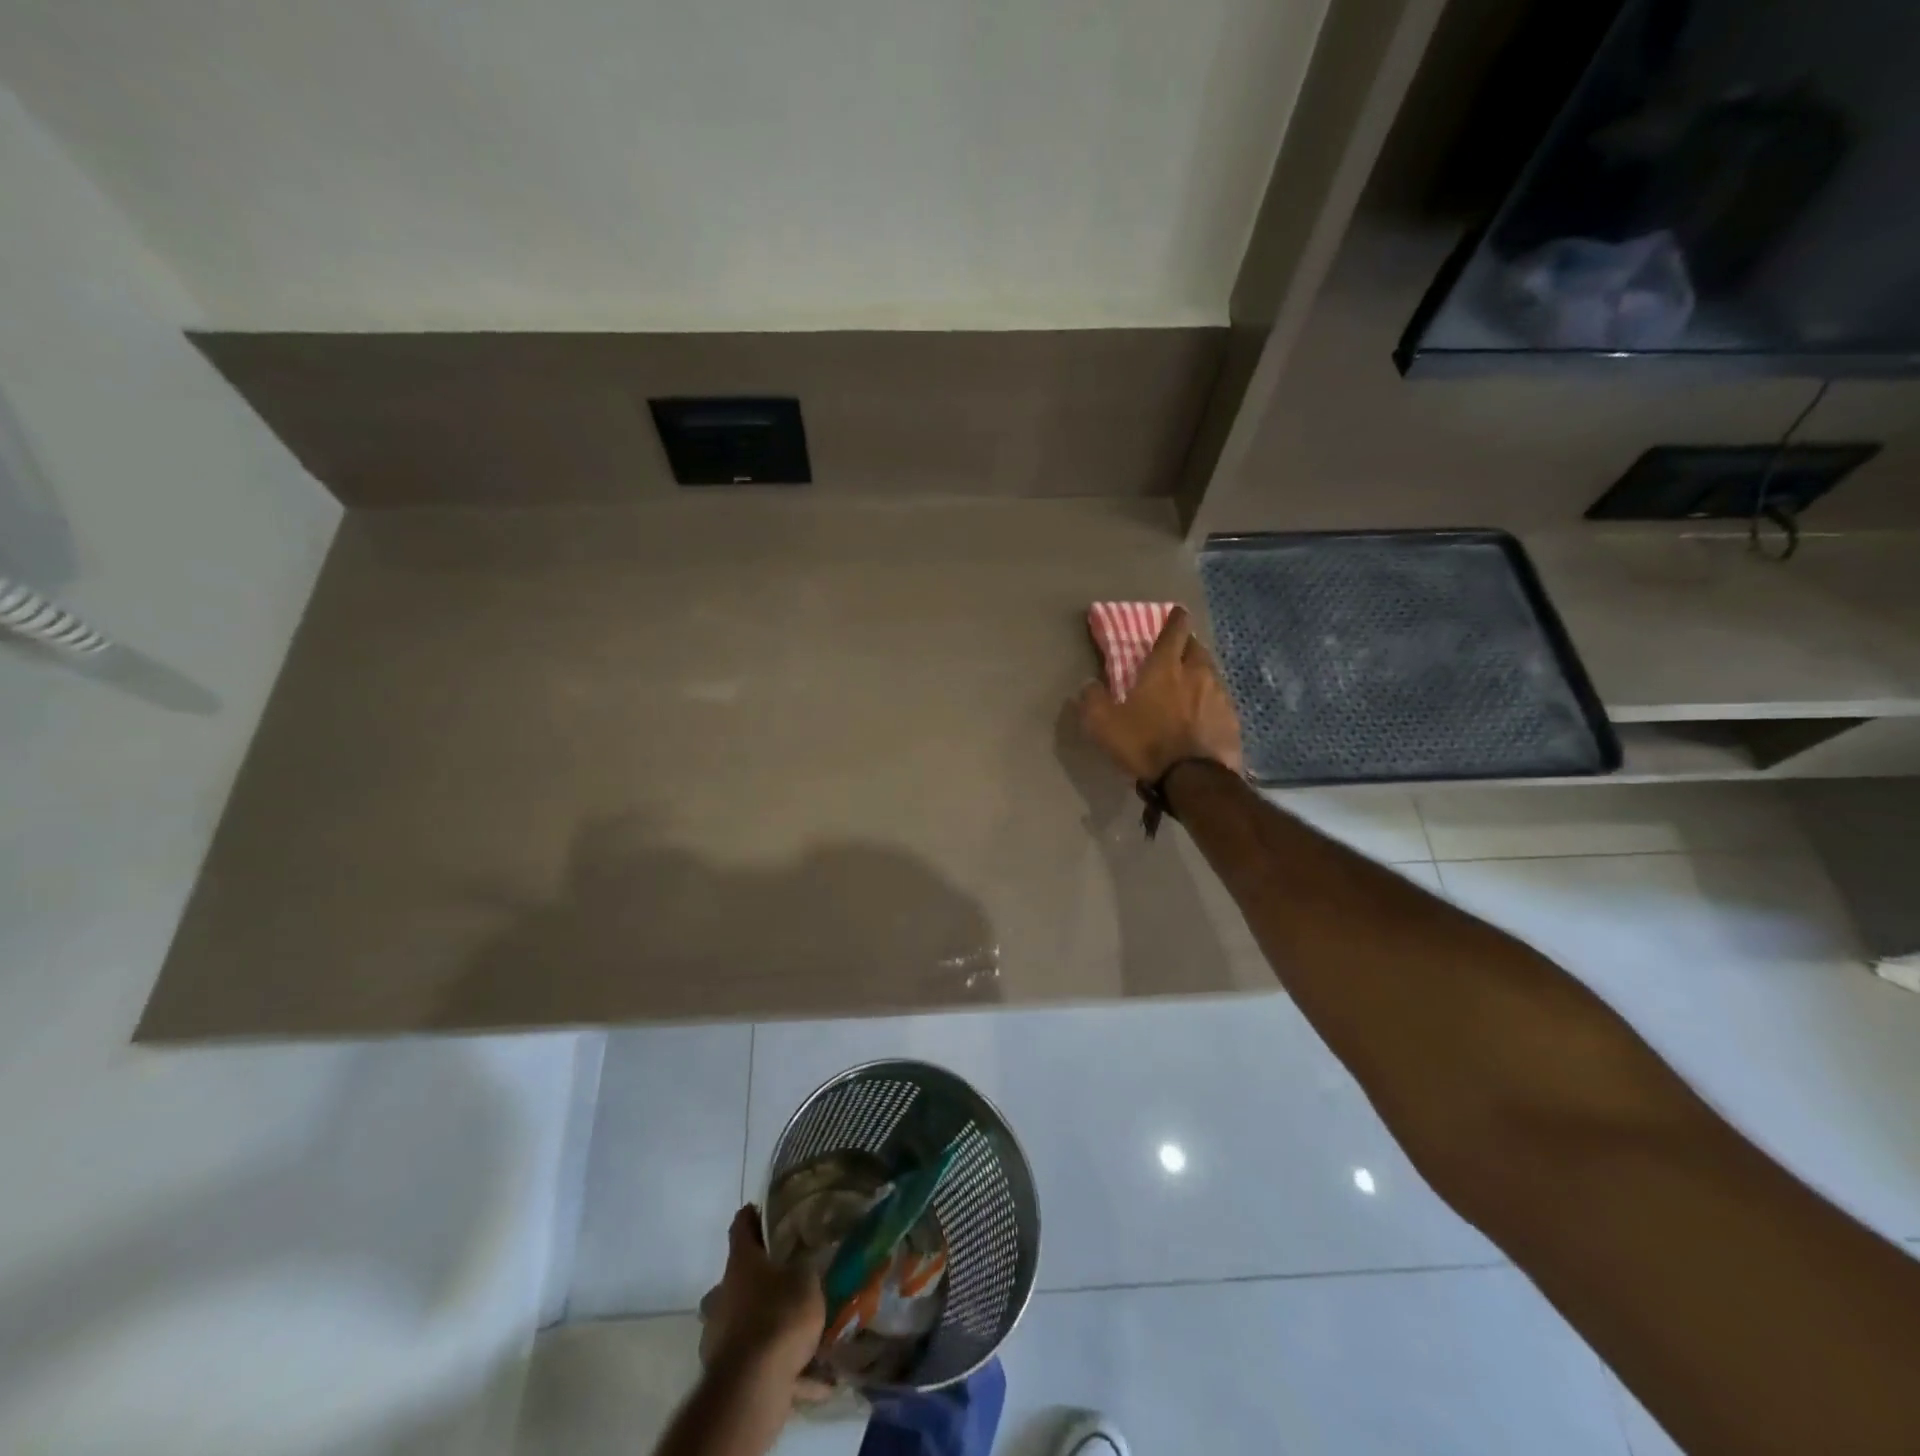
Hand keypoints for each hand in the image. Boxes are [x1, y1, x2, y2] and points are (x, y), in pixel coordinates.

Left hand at [698, 1206, 826, 1383]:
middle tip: (783, 1279)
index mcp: (740, 1263)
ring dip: (764, 1323)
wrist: (752, 1386)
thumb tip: (804, 1263)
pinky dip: (781, 1367)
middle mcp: (723, 1295)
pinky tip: (813, 1378)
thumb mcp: (806, 1280)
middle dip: (756, 1279)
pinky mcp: (725, 1373)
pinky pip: (757, 1363)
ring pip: (742, 1321)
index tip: (759, 1209)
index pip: (740, 1227)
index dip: (750, 1216)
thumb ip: (806, 1269)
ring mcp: (719, 1336)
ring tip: (800, 1333)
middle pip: (736, 1278)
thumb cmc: (779, 1315)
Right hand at [1077, 605, 1243, 781]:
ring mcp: (1218, 696)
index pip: (1173, 632)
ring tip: (1190, 684)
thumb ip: (1092, 700)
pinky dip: (1210, 701)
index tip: (1177, 612)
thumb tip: (1088, 684)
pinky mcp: (1232, 719)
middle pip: (1196, 648)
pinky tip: (1203, 714)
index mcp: (1165, 668)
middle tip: (1178, 651)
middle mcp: (1196, 673)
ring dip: (1200, 672)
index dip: (1175, 619)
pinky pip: (1220, 700)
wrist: (1193, 779)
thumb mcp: (1103, 725)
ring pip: (1211, 673)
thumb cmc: (1145, 744)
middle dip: (1188, 644)